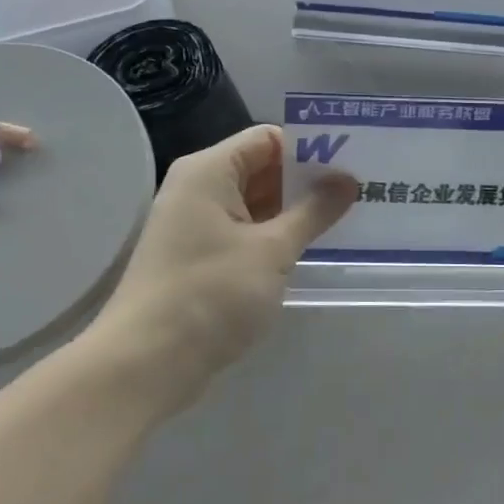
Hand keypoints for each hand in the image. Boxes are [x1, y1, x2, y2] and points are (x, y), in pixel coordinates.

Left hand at [91, 125, 355, 410]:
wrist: (145, 364)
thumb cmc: (210, 294)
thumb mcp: (272, 250)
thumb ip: (313, 211)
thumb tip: (347, 180)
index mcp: (209, 171)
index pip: (268, 139)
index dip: (310, 148)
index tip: (351, 165)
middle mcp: (198, 188)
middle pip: (261, 167)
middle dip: (307, 180)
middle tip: (358, 191)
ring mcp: (196, 223)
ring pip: (254, 202)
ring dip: (294, 210)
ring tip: (345, 216)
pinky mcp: (198, 256)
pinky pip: (244, 230)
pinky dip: (274, 234)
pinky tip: (309, 246)